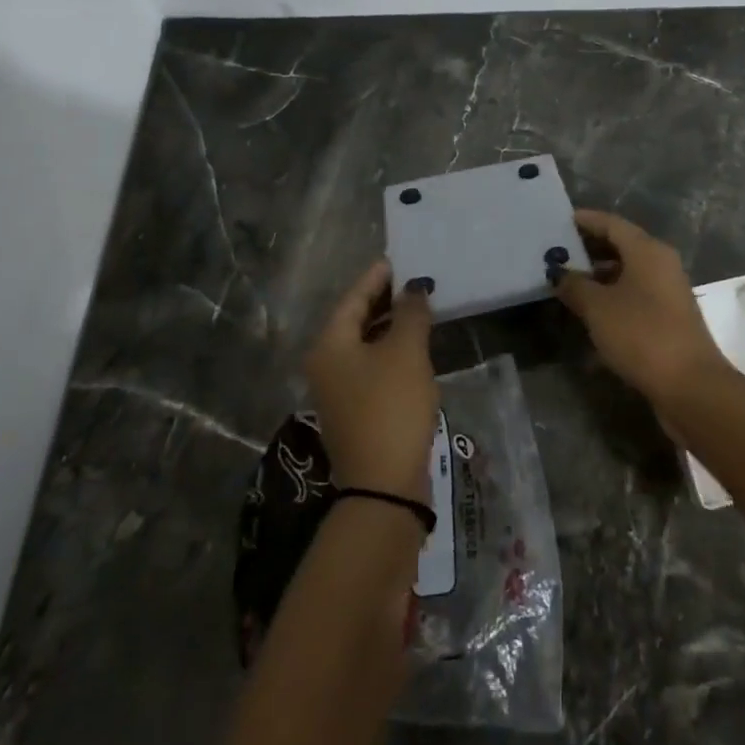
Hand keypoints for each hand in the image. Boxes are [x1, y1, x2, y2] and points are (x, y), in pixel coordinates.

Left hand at [303, 261, 438, 499]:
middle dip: (384, 300)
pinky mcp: (355, 411)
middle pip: (355, 320)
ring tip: (419, 310)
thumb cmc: (392, 406)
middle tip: (413, 282)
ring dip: (389, 326)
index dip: (377, 277)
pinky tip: (414, 348)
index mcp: (330, 345)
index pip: (353, 298)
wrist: (384, 485)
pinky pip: (371, 367)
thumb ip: (411, 314)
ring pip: (364, 345)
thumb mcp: (407, 352)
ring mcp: (338, 391)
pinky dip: (390, 351)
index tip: (398, 259)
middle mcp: (325, 364)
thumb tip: (414, 289)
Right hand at [551, 209, 729, 411]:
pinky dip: (611, 298)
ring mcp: (667, 292)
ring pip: (627, 273)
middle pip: (621, 246)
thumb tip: (560, 273)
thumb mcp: (598, 308)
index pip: (611, 223)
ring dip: (598, 276)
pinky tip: (589, 314)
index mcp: (647, 250)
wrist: (690, 386)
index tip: (558, 221)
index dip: (585, 220)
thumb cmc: (641, 334)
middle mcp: (661, 264)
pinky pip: (633, 296)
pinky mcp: (668, 318)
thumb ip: (575, 285)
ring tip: (566, 283)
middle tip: (556, 252)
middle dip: (589, 249)